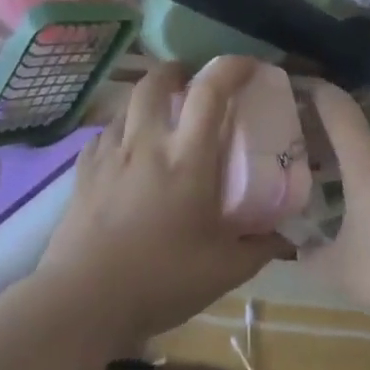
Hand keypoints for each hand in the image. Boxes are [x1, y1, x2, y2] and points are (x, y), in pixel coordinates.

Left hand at [36, 59, 286, 351]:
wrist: (81, 304)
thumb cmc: (160, 280)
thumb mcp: (224, 269)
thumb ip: (260, 247)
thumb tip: (289, 237)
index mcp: (187, 157)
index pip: (210, 91)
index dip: (231, 67)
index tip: (248, 65)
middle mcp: (147, 143)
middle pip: (156, 81)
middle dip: (175, 71)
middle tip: (190, 82)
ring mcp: (109, 156)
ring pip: (126, 105)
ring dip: (146, 101)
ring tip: (158, 119)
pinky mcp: (82, 174)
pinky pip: (102, 136)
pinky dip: (119, 132)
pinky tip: (124, 154)